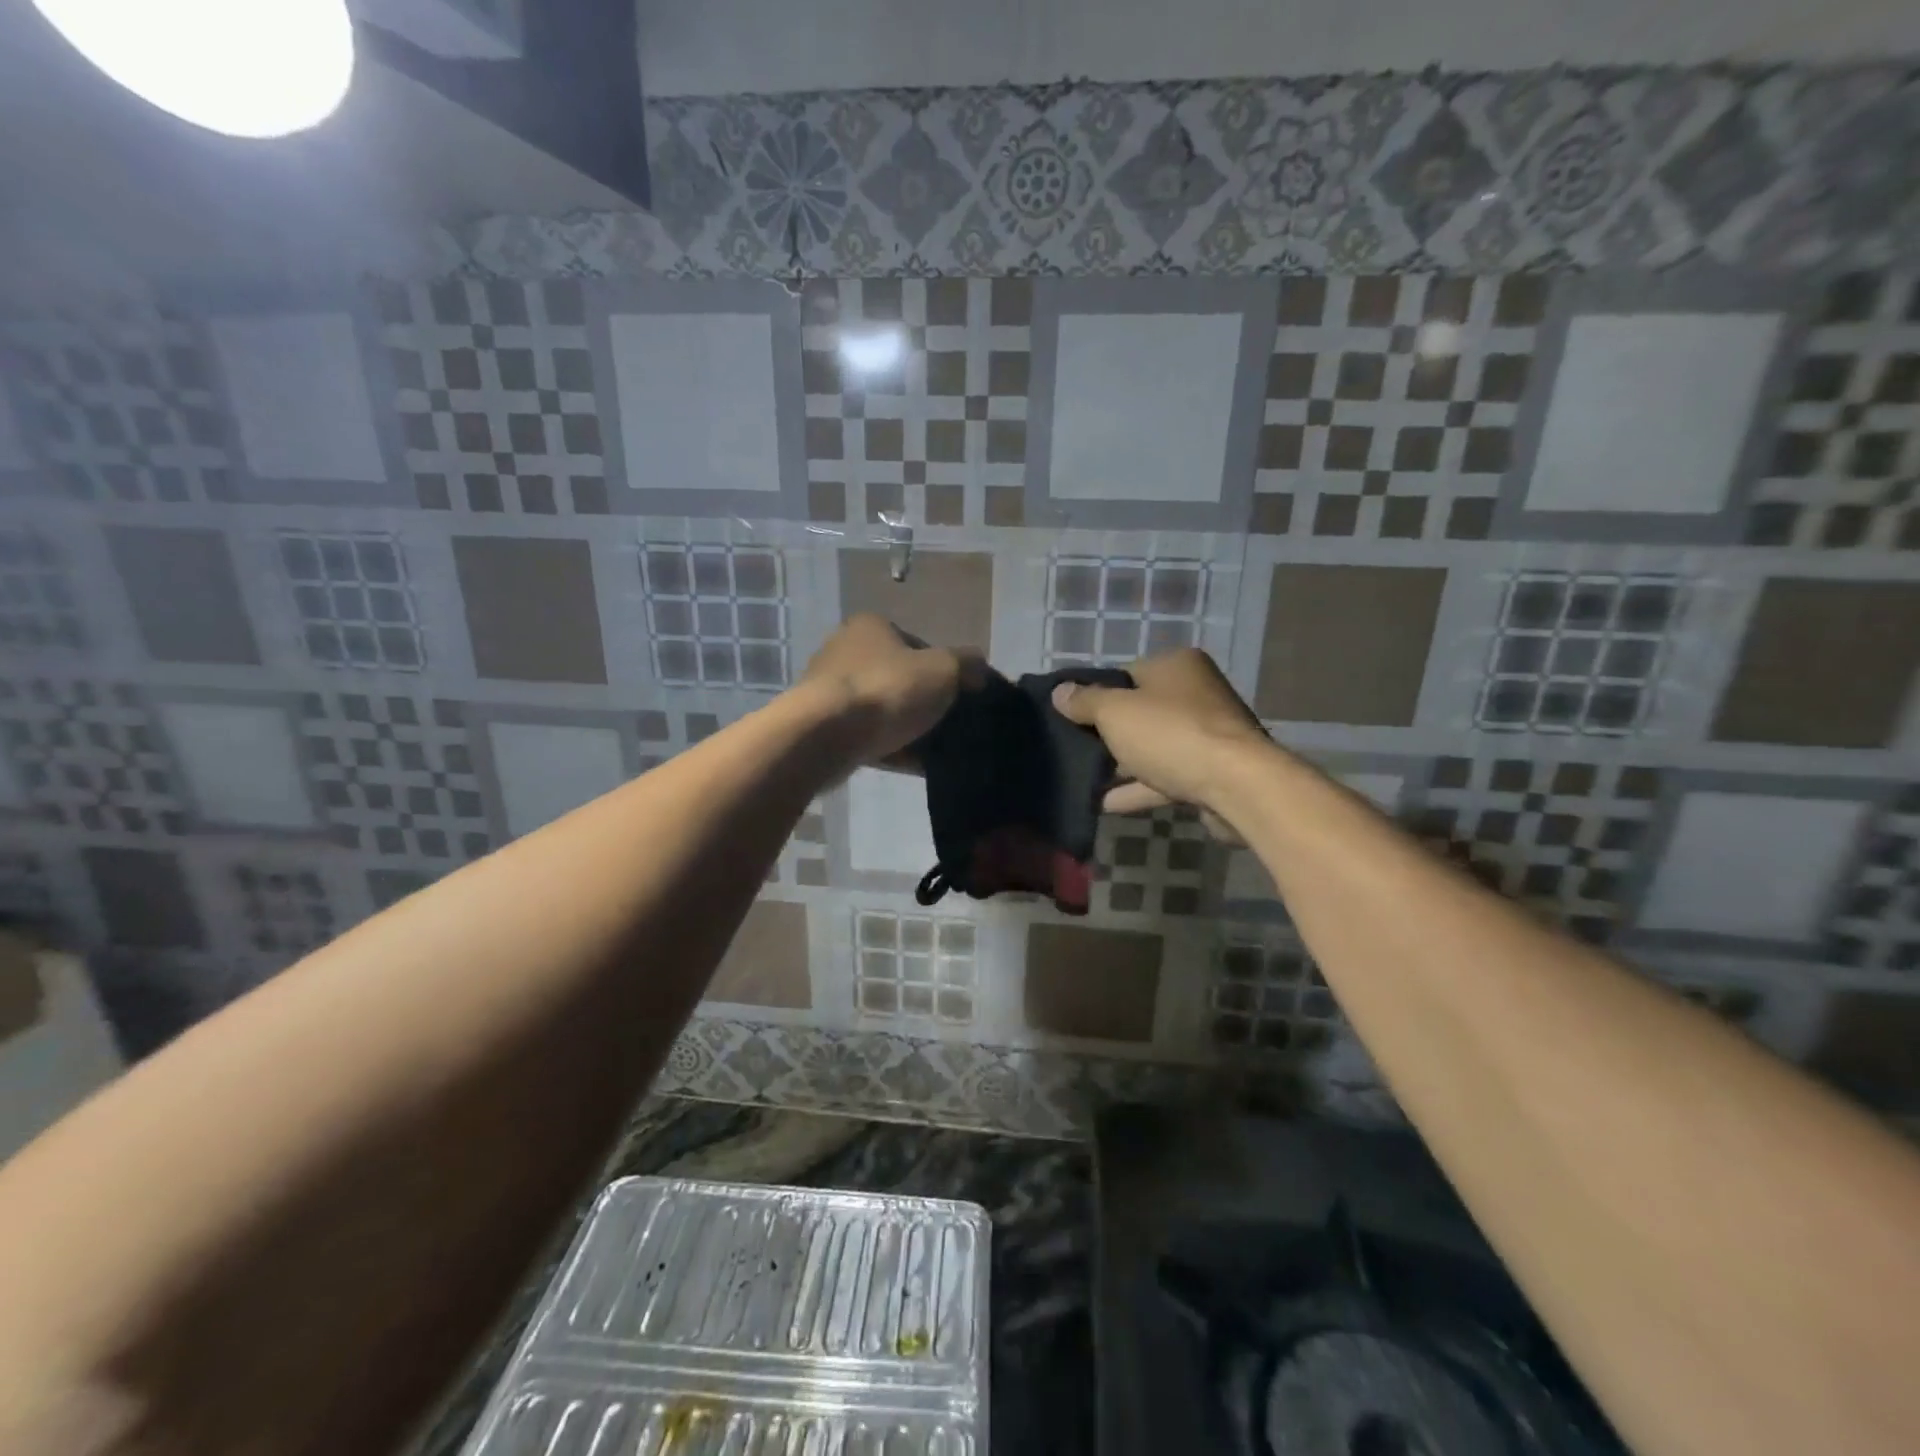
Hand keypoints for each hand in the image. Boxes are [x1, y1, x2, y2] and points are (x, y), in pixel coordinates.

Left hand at [799, 614, 969, 766]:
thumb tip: (979, 669)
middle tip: (950, 725)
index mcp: (871, 627)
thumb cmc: (886, 690)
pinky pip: (867, 736)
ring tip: (936, 751)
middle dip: (924, 702)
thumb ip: (967, 665)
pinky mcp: (822, 726)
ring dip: (908, 728)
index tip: (960, 696)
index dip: (944, 670)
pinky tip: (913, 766)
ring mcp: (829, 690)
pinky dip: (890, 748)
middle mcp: (844, 651)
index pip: (918, 644)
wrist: (824, 736)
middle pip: (899, 678)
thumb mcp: (943, 670)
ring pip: (882, 710)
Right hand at [1051, 648, 1271, 825]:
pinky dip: (1138, 788)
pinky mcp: (1211, 772)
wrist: (1236, 785)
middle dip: (1107, 732)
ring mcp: (1206, 734)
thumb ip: (1084, 701)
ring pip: (1152, 746)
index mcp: (1176, 666)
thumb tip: (1059, 692)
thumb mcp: (1115, 712)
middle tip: (1072, 748)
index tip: (1069, 716)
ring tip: (1082, 779)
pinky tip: (1105, 803)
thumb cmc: (1171, 734)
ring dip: (1121, 764)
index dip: (1095, 694)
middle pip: (1140, 711)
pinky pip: (1165, 776)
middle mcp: (1196, 693)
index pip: (1125, 673)